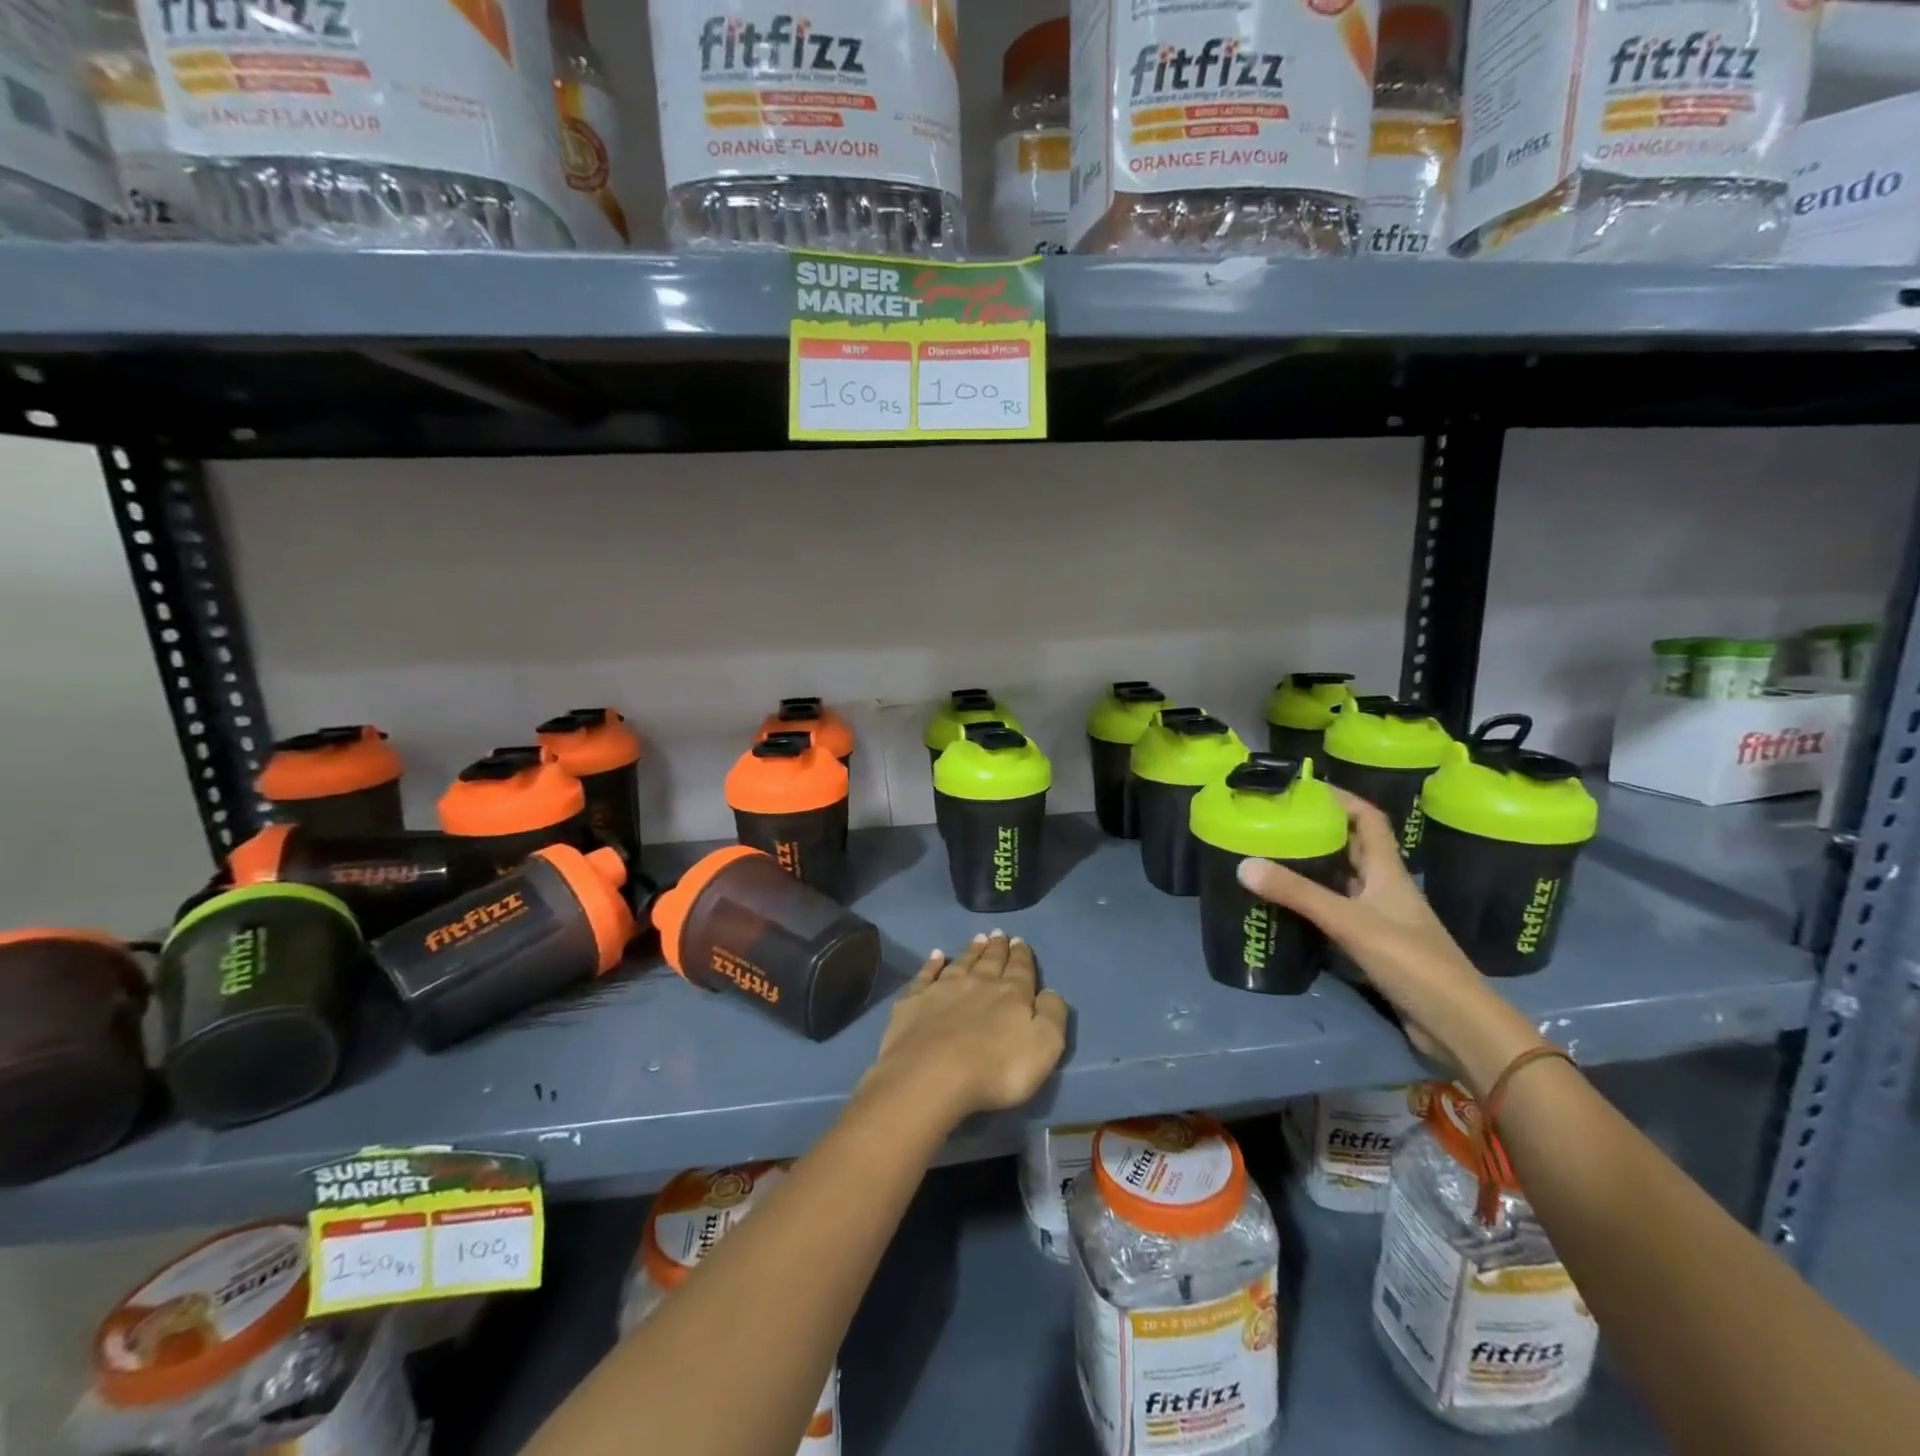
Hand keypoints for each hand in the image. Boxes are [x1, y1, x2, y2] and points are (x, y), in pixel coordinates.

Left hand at [859, 931, 1068, 1126]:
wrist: (932, 1075)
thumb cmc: (996, 1069)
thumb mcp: (1044, 1047)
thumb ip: (1052, 1015)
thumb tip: (1050, 992)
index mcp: (1011, 995)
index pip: (1020, 970)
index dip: (1022, 956)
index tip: (1020, 941)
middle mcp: (978, 984)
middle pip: (991, 962)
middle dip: (998, 948)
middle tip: (1000, 934)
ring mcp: (943, 990)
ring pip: (962, 963)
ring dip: (972, 951)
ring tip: (978, 938)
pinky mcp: (914, 1001)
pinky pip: (926, 975)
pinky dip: (932, 964)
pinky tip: (936, 955)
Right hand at [1236, 790, 1541, 1088]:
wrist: (1456, 1024)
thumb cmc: (1410, 961)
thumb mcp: (1348, 921)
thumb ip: (1297, 893)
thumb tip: (1243, 864)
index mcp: (1388, 872)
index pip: (1368, 820)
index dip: (1342, 798)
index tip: (1305, 787)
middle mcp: (1386, 889)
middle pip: (1354, 847)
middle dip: (1320, 830)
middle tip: (1279, 822)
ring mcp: (1383, 919)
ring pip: (1345, 881)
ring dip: (1316, 867)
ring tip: (1275, 856)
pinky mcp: (1376, 947)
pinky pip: (1340, 912)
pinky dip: (1316, 903)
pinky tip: (1291, 906)